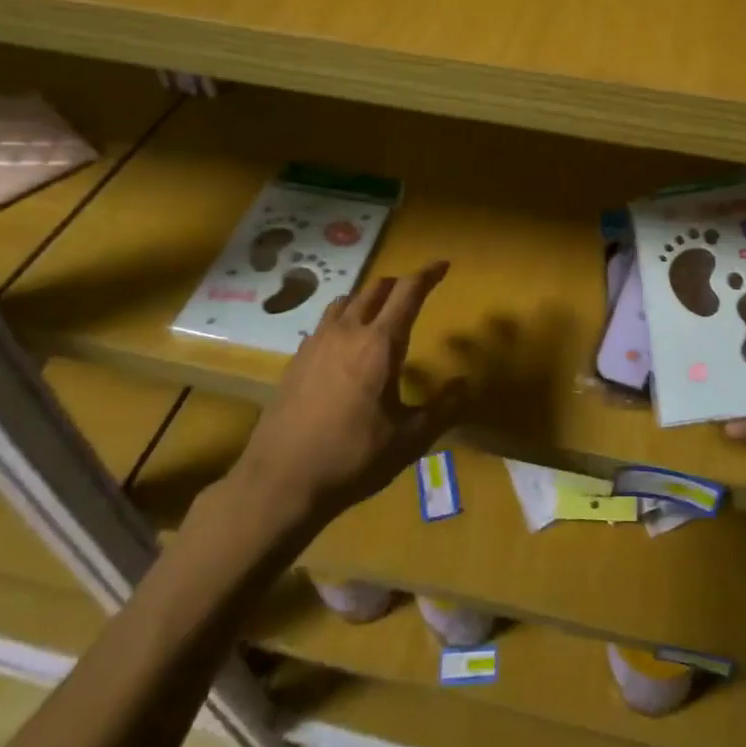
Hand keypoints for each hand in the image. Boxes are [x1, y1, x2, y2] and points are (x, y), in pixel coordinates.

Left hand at [236, 260, 466, 522]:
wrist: (280, 481)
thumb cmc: (353, 458)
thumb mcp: (409, 440)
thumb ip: (443, 409)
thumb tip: (465, 385)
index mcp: (380, 344)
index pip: (408, 292)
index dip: (428, 274)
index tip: (443, 265)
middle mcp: (347, 332)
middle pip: (375, 289)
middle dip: (399, 284)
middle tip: (415, 292)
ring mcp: (317, 342)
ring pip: (346, 301)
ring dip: (368, 298)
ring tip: (379, 313)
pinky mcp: (296, 359)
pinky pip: (325, 323)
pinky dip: (343, 320)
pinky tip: (344, 346)